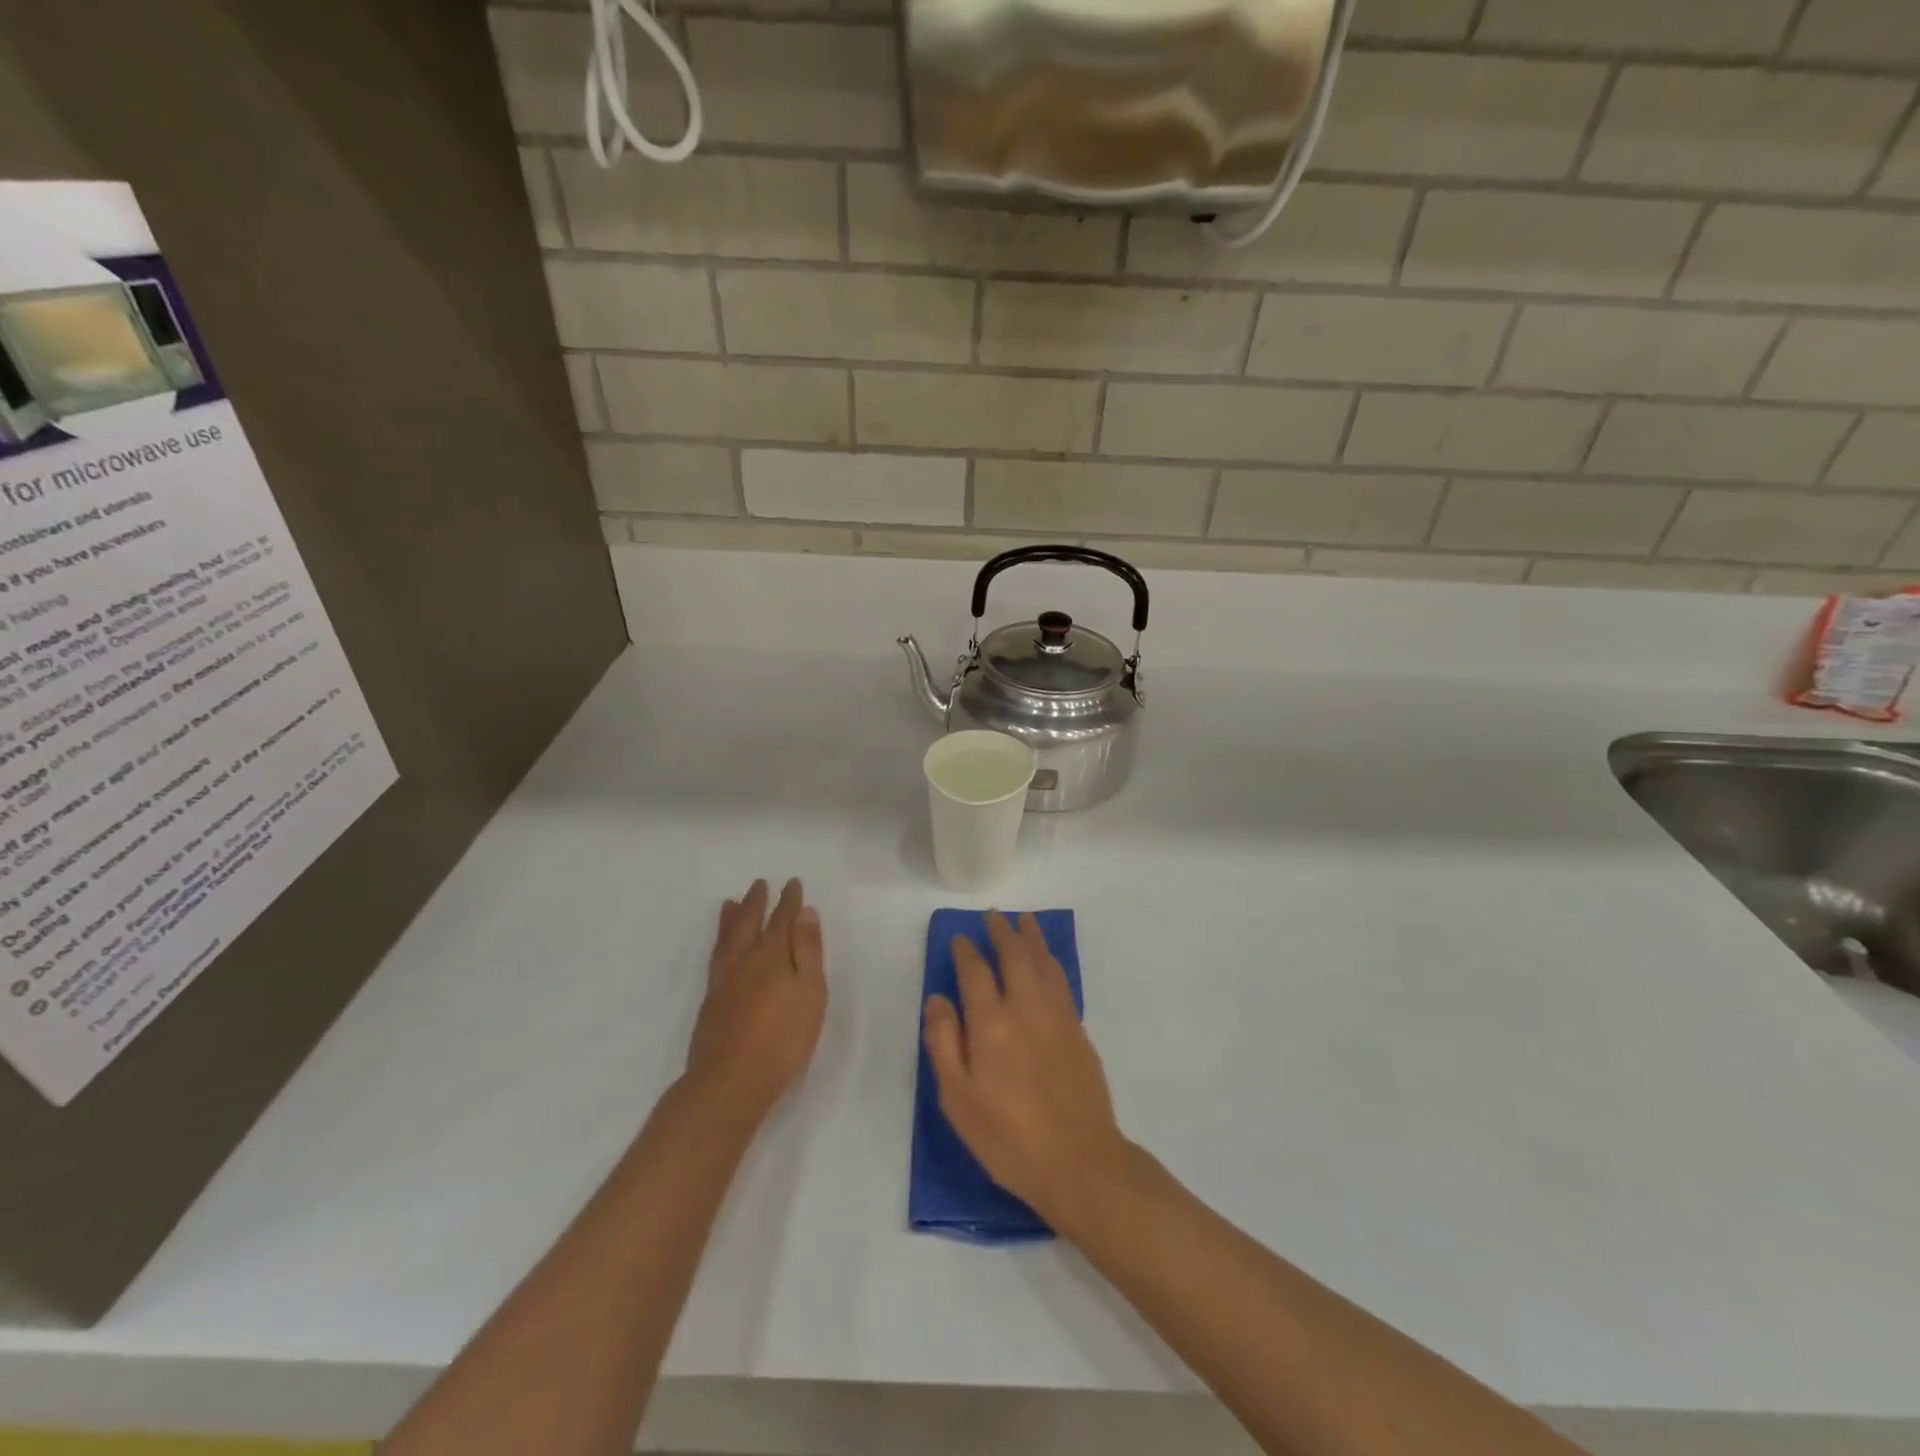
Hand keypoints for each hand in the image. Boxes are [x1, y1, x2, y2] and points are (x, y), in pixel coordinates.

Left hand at [683, 879, 826, 1129]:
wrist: (730, 1081)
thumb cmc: (782, 1038)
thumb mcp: (810, 992)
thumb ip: (807, 951)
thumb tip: (805, 913)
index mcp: (772, 955)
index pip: (782, 919)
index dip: (789, 901)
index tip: (792, 883)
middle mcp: (745, 960)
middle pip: (749, 923)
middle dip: (757, 902)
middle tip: (759, 883)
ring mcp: (724, 980)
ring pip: (727, 938)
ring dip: (731, 918)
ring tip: (730, 902)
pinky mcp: (711, 1001)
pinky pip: (716, 956)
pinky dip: (719, 941)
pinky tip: (720, 947)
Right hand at [922, 911, 1129, 1230]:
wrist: (1080, 1162)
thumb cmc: (1008, 1138)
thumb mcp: (958, 1100)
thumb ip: (944, 1044)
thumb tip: (937, 999)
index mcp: (992, 1024)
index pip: (975, 972)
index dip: (965, 952)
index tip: (959, 938)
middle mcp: (1026, 1009)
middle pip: (1015, 956)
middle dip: (1002, 932)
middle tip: (993, 916)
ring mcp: (1058, 1017)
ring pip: (1043, 963)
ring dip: (1032, 938)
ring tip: (1025, 921)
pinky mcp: (1079, 1031)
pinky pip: (1062, 981)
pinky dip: (1051, 961)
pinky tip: (1047, 961)